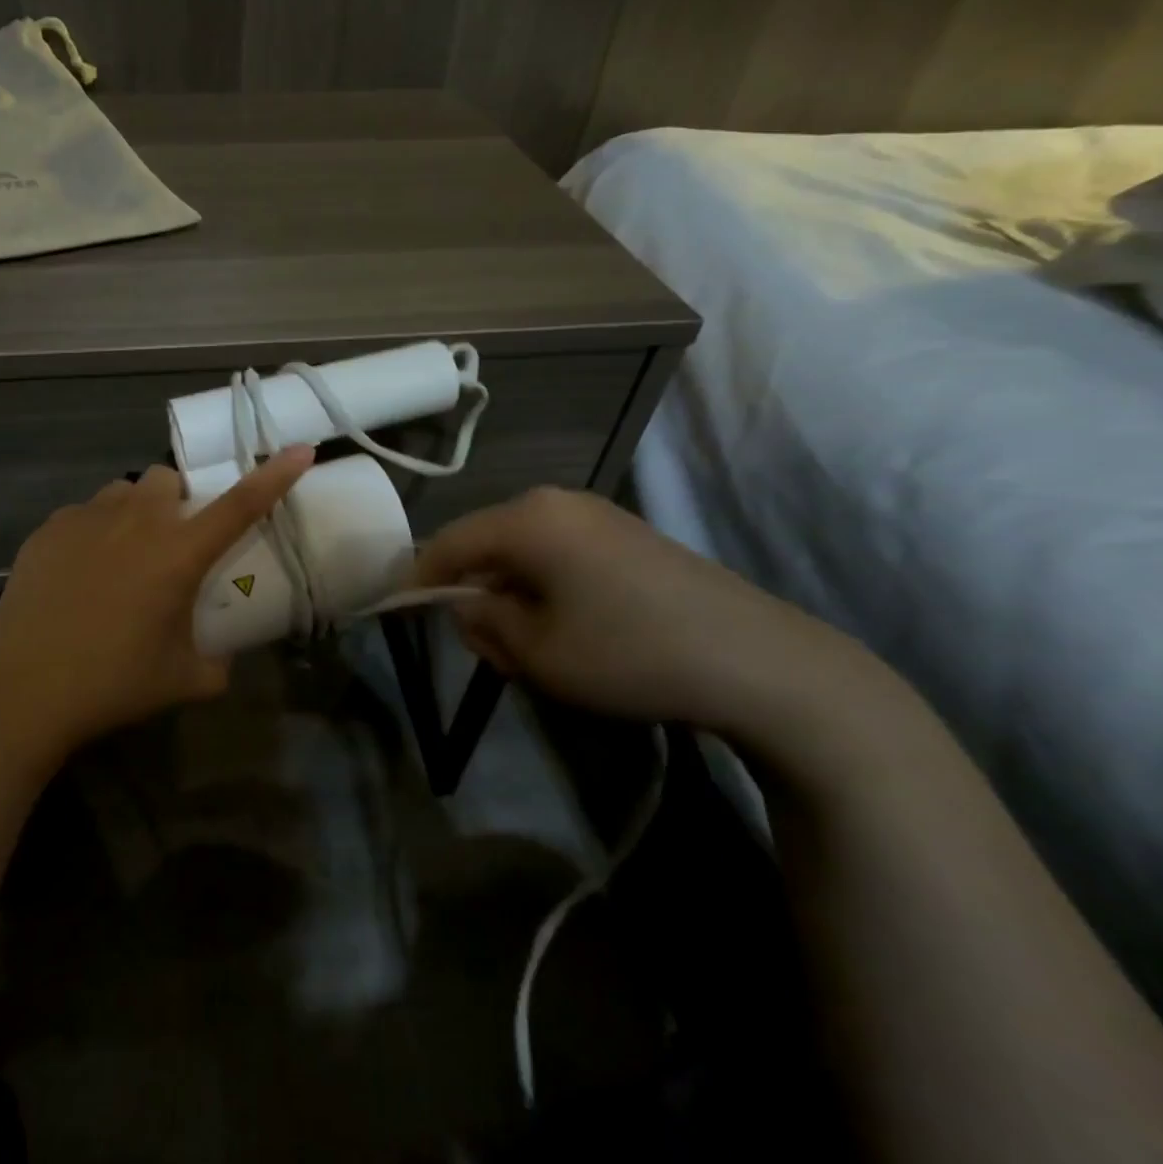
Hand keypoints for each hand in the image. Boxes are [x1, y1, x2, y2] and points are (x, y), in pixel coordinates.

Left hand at [0, 448, 315, 761]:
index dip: (274, 475)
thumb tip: (223, 660)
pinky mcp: (47, 530)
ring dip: (134, 512)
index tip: (300, 449)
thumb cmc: (111, 684)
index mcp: (178, 553)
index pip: (240, 504)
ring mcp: (86, 519)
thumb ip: (217, 665)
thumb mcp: (182, 681)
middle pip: (167, 478)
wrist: (21, 690)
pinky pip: (82, 514)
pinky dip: (92, 532)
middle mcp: (136, 521)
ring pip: (122, 491)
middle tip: (170, 543)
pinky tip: (79, 573)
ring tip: (122, 556)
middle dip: (177, 500)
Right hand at [414, 487, 907, 736]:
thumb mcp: (536, 652)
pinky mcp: (628, 534)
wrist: (760, 662)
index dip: (420, 578)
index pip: (448, 542)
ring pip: (523, 549)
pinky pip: (560, 552)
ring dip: (509, 592)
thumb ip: (483, 623)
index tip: (402, 610)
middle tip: (481, 644)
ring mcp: (597, 514)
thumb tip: (465, 605)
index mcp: (527, 519)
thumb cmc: (629, 654)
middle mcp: (557, 502)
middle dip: (471, 590)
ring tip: (526, 645)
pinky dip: (544, 585)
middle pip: (486, 542)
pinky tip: (568, 627)